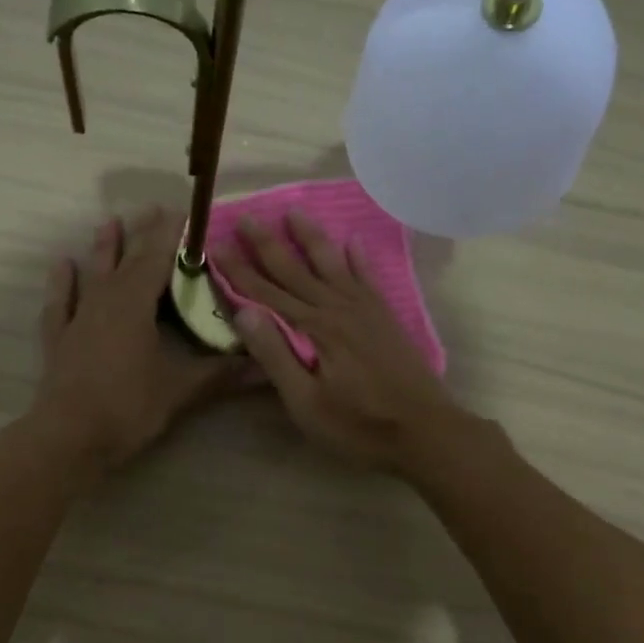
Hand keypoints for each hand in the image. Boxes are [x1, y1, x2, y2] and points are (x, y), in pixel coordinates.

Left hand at [33, 207, 249, 470]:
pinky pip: (60, 303)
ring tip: (110, 222)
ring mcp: (78, 318)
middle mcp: (105, 300)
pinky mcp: (59, 340)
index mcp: (135, 303)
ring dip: (104, 248)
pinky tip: (63, 265)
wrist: (69, 438)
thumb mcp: (180, 391)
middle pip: (127, 259)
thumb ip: (221, 374)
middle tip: (155, 208)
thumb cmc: (127, 407)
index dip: (174, 234)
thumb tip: (264, 365)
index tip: (188, 212)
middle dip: (144, 234)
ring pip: (93, 273)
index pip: (159, 257)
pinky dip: (62, 283)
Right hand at [216, 212, 469, 470]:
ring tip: (295, 211)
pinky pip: (368, 277)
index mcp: (315, 329)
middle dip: (268, 244)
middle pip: (296, 270)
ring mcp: (365, 310)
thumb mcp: (306, 403)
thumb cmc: (359, 426)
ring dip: (311, 238)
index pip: (266, 293)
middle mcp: (338, 308)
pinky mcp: (385, 318)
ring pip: (332, 263)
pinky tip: (353, 241)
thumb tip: (244, 312)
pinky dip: (359, 258)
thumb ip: (275, 356)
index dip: (239, 270)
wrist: (426, 431)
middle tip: (247, 217)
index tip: (217, 244)